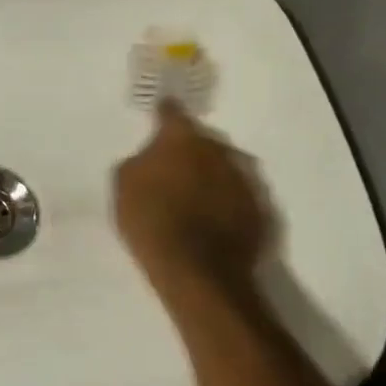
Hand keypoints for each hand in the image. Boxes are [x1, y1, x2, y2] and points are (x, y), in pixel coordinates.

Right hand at [114, 100, 273, 299]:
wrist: (197, 271)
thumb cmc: (151, 220)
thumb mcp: (124, 185)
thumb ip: (139, 162)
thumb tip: (150, 159)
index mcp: (182, 138)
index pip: (172, 113)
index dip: (163, 113)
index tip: (159, 114)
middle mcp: (219, 150)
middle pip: (203, 140)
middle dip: (190, 150)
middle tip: (173, 167)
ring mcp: (245, 179)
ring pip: (225, 167)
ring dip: (212, 175)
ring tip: (196, 196)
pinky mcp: (262, 210)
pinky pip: (239, 197)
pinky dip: (227, 201)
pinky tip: (213, 218)